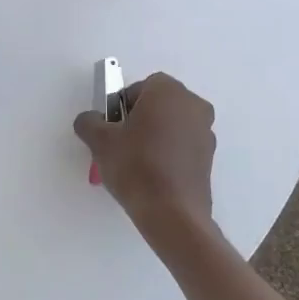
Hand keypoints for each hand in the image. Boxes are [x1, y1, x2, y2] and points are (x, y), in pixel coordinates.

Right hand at [73, 73, 216, 250]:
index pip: (141, 87)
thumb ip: (89, 121)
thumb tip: (91, 120)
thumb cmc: (136, 166)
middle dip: (139, 119)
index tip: (112, 127)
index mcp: (169, 92)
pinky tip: (152, 175)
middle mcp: (193, 106)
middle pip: (159, 104)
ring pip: (171, 125)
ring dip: (154, 136)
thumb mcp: (99, 141)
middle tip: (120, 143)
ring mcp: (205, 132)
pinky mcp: (209, 158)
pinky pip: (182, 146)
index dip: (122, 105)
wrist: (172, 213)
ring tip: (135, 163)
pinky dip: (168, 153)